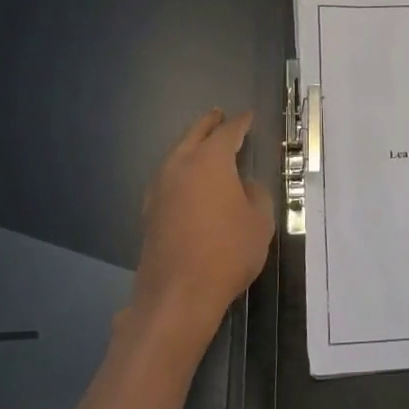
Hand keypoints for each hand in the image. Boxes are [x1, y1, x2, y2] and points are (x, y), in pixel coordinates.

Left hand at [129, 108, 274, 360]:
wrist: (178, 294)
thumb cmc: (227, 252)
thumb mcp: (259, 222)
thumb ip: (255, 194)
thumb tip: (244, 185)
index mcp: (210, 161)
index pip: (228, 132)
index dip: (241, 123)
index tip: (249, 117)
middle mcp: (180, 166)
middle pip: (194, 135)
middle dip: (208, 124)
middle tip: (218, 115)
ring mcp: (159, 189)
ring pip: (176, 155)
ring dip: (190, 145)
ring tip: (203, 144)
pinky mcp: (149, 212)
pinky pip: (167, 178)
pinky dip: (180, 170)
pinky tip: (187, 182)